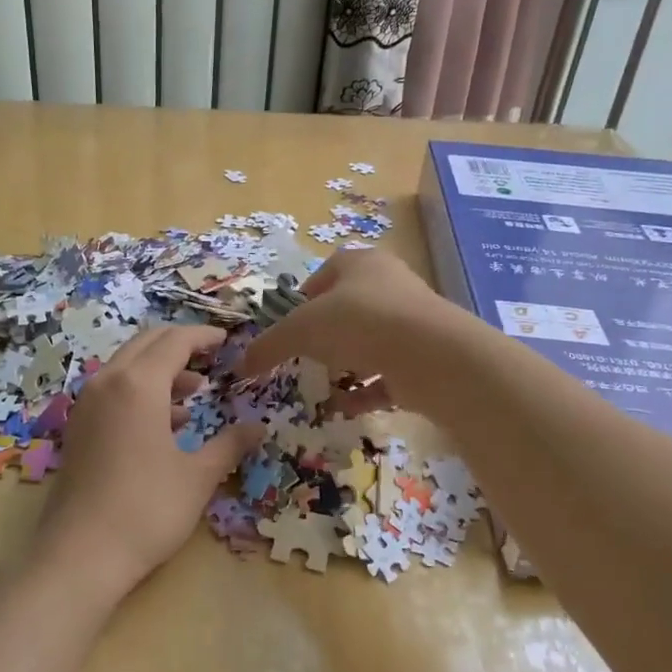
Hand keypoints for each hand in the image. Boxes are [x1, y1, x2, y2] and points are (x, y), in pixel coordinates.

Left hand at [36, 325, 263, 598]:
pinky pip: (113, 390)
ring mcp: (87, 404)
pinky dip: (140, 391)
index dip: (204, 336)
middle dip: (180, 345)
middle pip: (147, 344)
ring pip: (127, 366)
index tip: (228, 340)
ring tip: (194, 393)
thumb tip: (259, 428)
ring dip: (160, 369)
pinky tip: (164, 422)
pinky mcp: (78, 427)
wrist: (80, 555)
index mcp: (138, 384)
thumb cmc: (147, 510)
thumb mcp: (198, 477)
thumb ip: (230, 444)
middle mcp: (107, 382)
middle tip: (212, 358)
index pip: (175, 341)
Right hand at [238, 249, 454, 400]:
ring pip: (369, 343)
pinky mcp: (423, 358)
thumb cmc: (358, 323)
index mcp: (360, 264)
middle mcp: (389, 285)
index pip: (324, 274)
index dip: (302, 300)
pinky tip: (345, 408)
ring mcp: (411, 322)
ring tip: (323, 386)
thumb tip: (240, 364)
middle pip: (348, 309)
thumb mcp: (300, 330)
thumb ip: (269, 346)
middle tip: (304, 358)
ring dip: (345, 365)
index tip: (287, 328)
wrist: (431, 355)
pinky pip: (386, 375)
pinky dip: (365, 392)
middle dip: (324, 336)